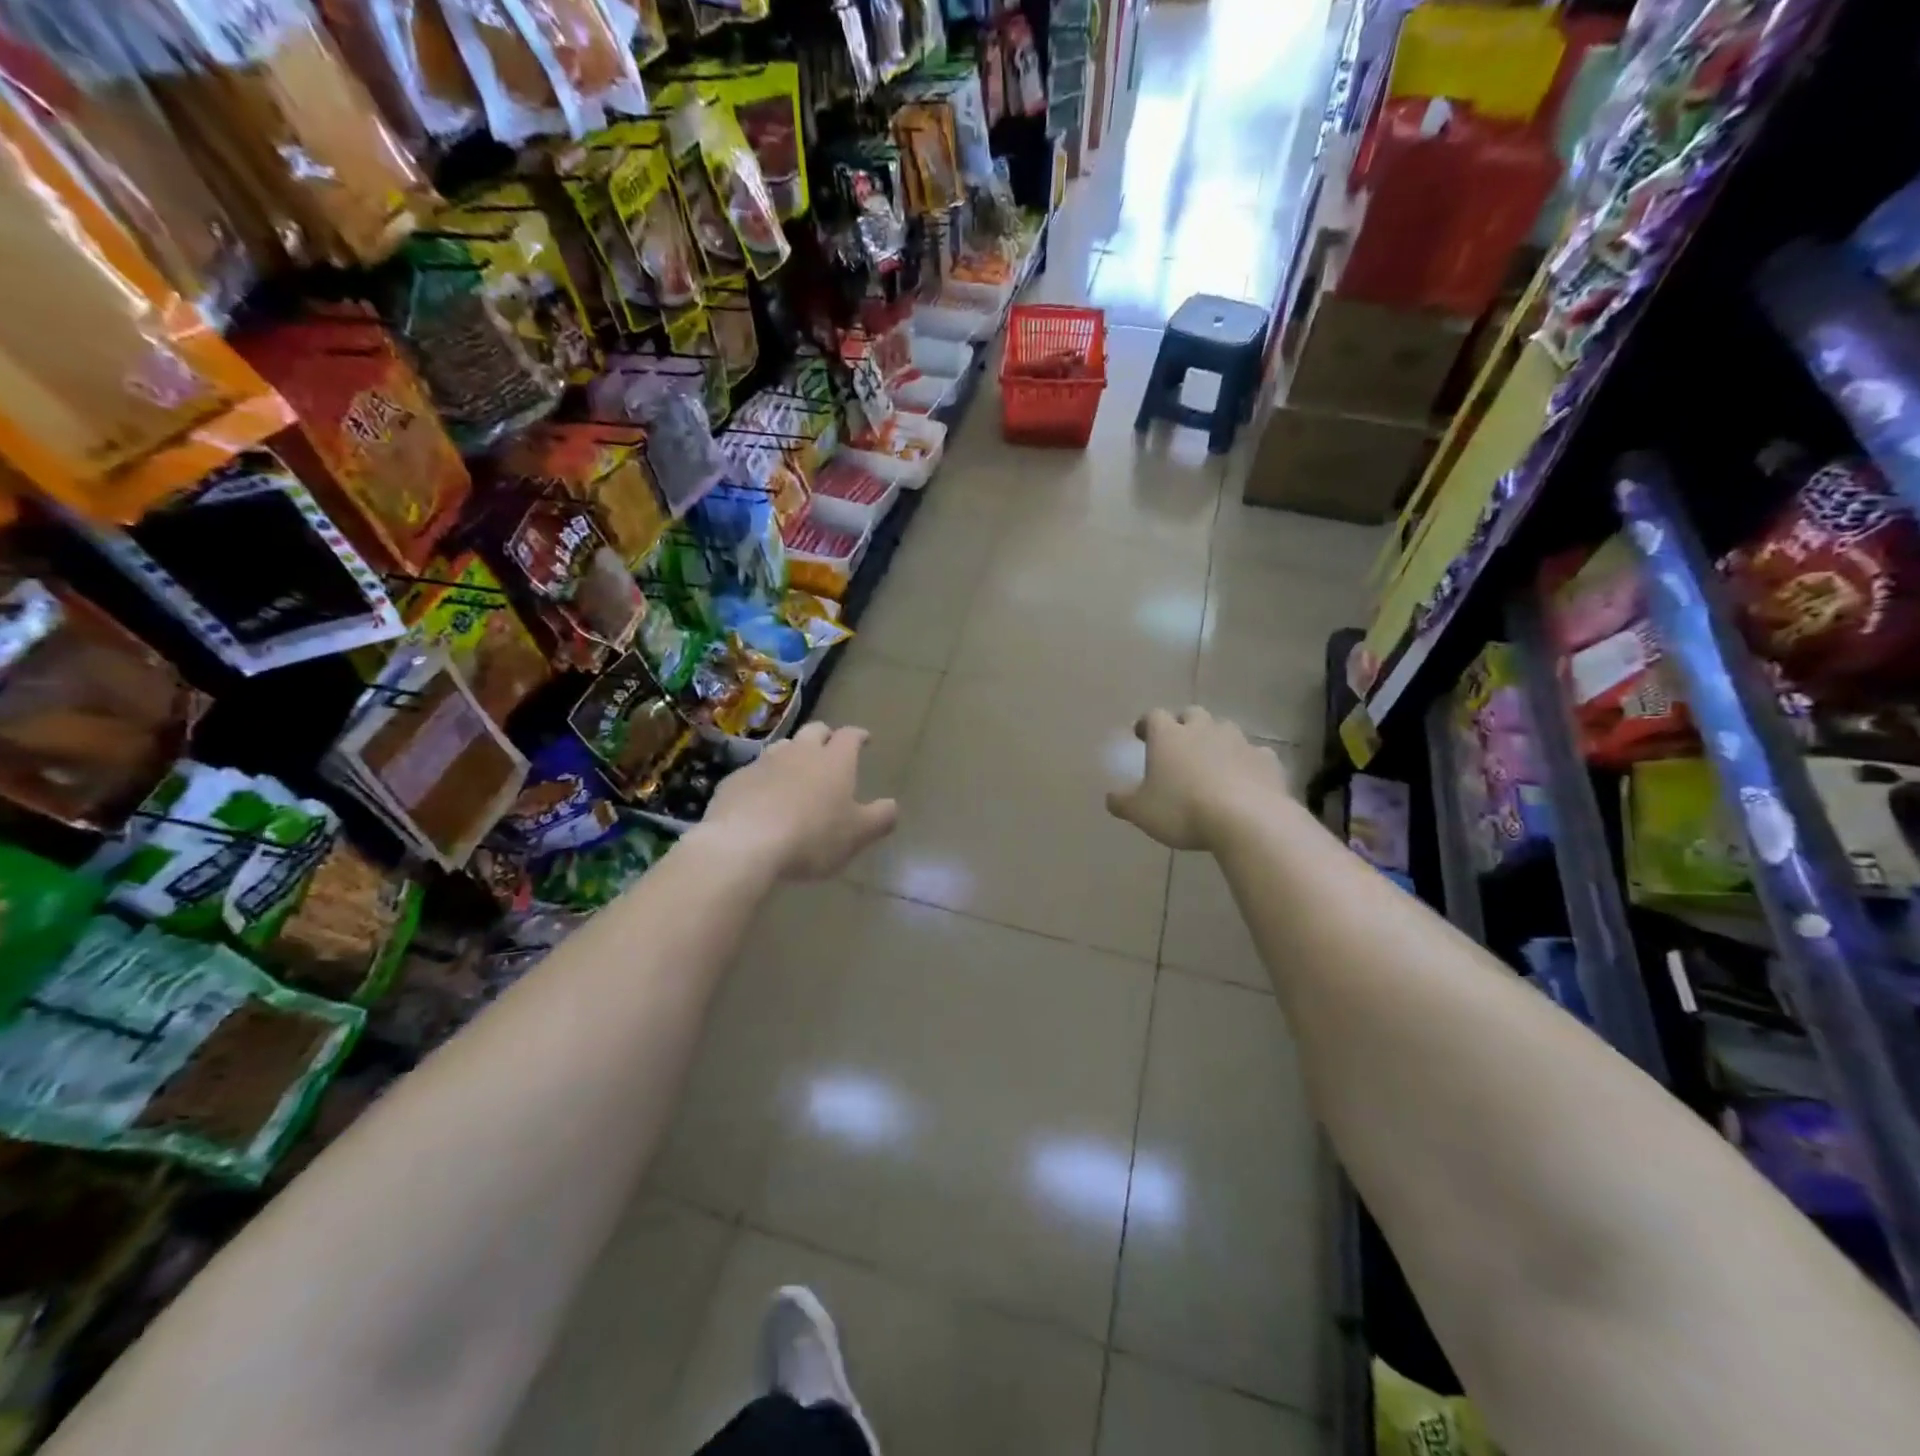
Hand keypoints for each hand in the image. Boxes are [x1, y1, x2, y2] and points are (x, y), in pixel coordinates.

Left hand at [697, 721, 898, 879]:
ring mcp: (764, 763)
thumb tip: (892, 805)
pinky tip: (762, 798)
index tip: (864, 739)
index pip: (850, 736)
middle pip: (814, 731)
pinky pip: (754, 773)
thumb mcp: (857, 834)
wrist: (744, 843)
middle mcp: (800, 752)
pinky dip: (763, 779)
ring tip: (795, 771)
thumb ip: (880, 818)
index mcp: (834, 761)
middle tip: (830, 749)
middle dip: (825, 736)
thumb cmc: (812, 836)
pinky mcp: (735, 780)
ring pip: (782, 747)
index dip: (858, 736)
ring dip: (792, 754)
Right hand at [1106, 707, 1289, 850]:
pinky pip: (1254, 754)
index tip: (1142, 736)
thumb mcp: (1141, 812)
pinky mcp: (1266, 759)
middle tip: (1179, 746)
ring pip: (1224, 729)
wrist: (1247, 820)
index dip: (1146, 724)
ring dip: (1216, 740)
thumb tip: (1111, 797)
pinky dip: (1246, 762)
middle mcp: (1203, 729)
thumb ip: (1122, 802)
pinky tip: (1244, 781)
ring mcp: (1238, 741)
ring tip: (1212, 763)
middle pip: (1191, 714)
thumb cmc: (1183, 810)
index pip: (1153, 716)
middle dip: (1184, 726)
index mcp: (1168, 736)